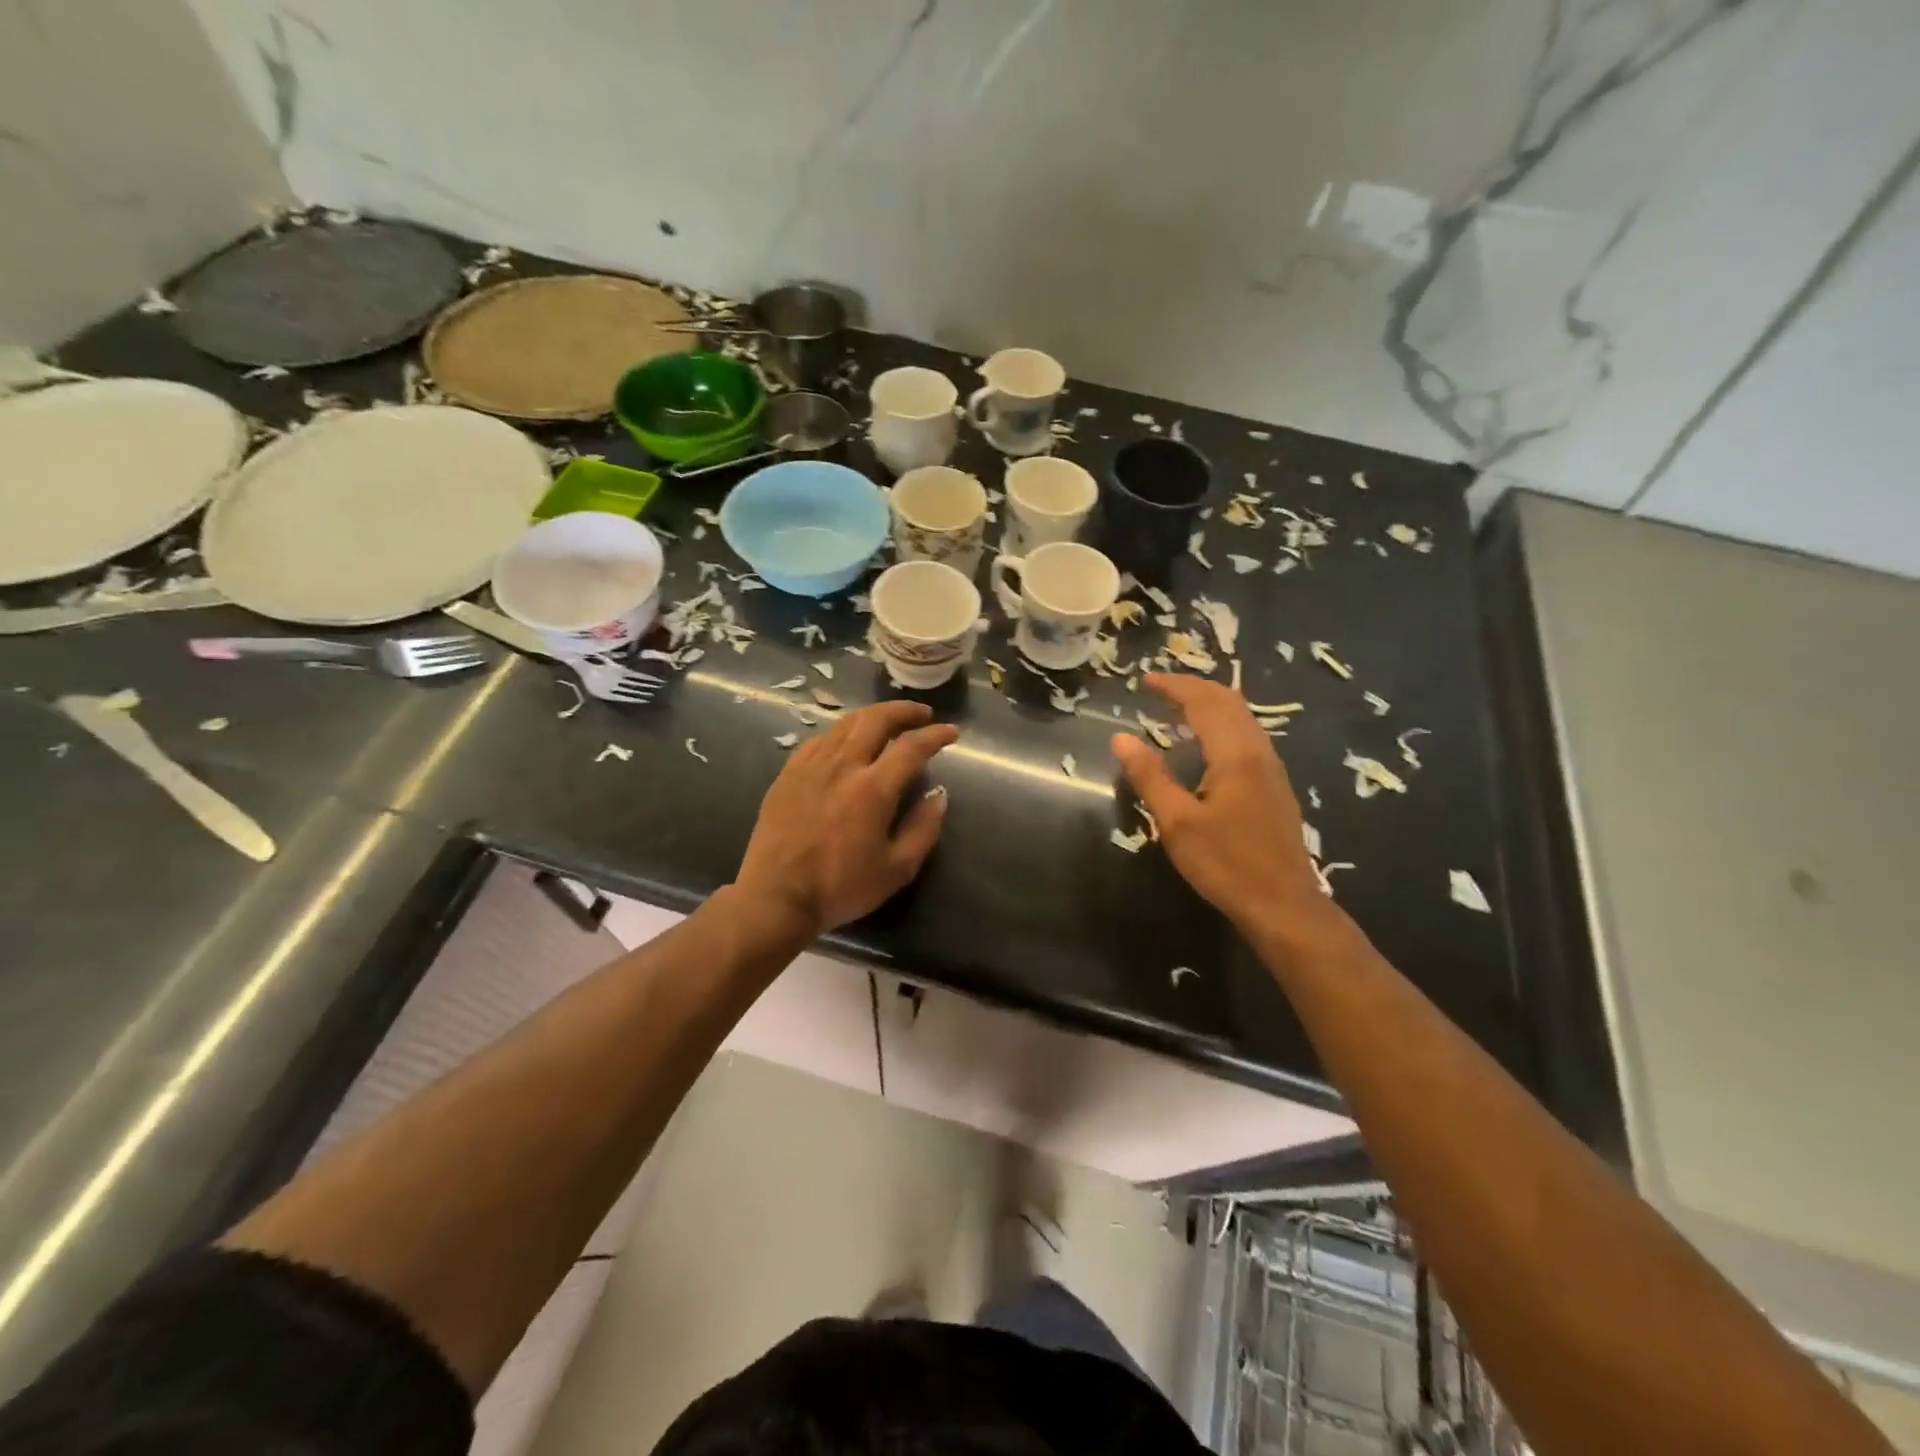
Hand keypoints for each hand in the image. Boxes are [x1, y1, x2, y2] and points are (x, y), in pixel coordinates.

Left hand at [734, 701, 958, 937]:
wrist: (776, 897)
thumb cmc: (840, 887)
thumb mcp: (897, 869)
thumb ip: (923, 829)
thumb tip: (938, 795)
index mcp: (873, 788)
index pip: (911, 747)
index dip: (935, 735)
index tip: (951, 732)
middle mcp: (842, 766)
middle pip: (876, 719)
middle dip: (904, 711)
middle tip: (922, 714)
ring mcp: (811, 766)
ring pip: (846, 724)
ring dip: (873, 717)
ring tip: (888, 722)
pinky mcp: (788, 773)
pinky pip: (820, 740)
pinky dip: (842, 733)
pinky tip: (847, 743)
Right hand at [1110, 675, 1340, 945]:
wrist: (1284, 905)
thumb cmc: (1227, 864)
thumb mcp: (1177, 823)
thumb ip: (1150, 777)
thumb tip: (1121, 738)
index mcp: (1235, 755)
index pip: (1204, 703)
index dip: (1175, 686)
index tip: (1145, 680)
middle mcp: (1259, 752)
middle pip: (1229, 702)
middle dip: (1194, 688)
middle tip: (1161, 688)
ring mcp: (1272, 770)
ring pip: (1243, 719)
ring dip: (1211, 705)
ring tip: (1180, 709)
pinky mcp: (1275, 787)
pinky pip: (1248, 737)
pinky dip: (1223, 724)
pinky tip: (1208, 744)